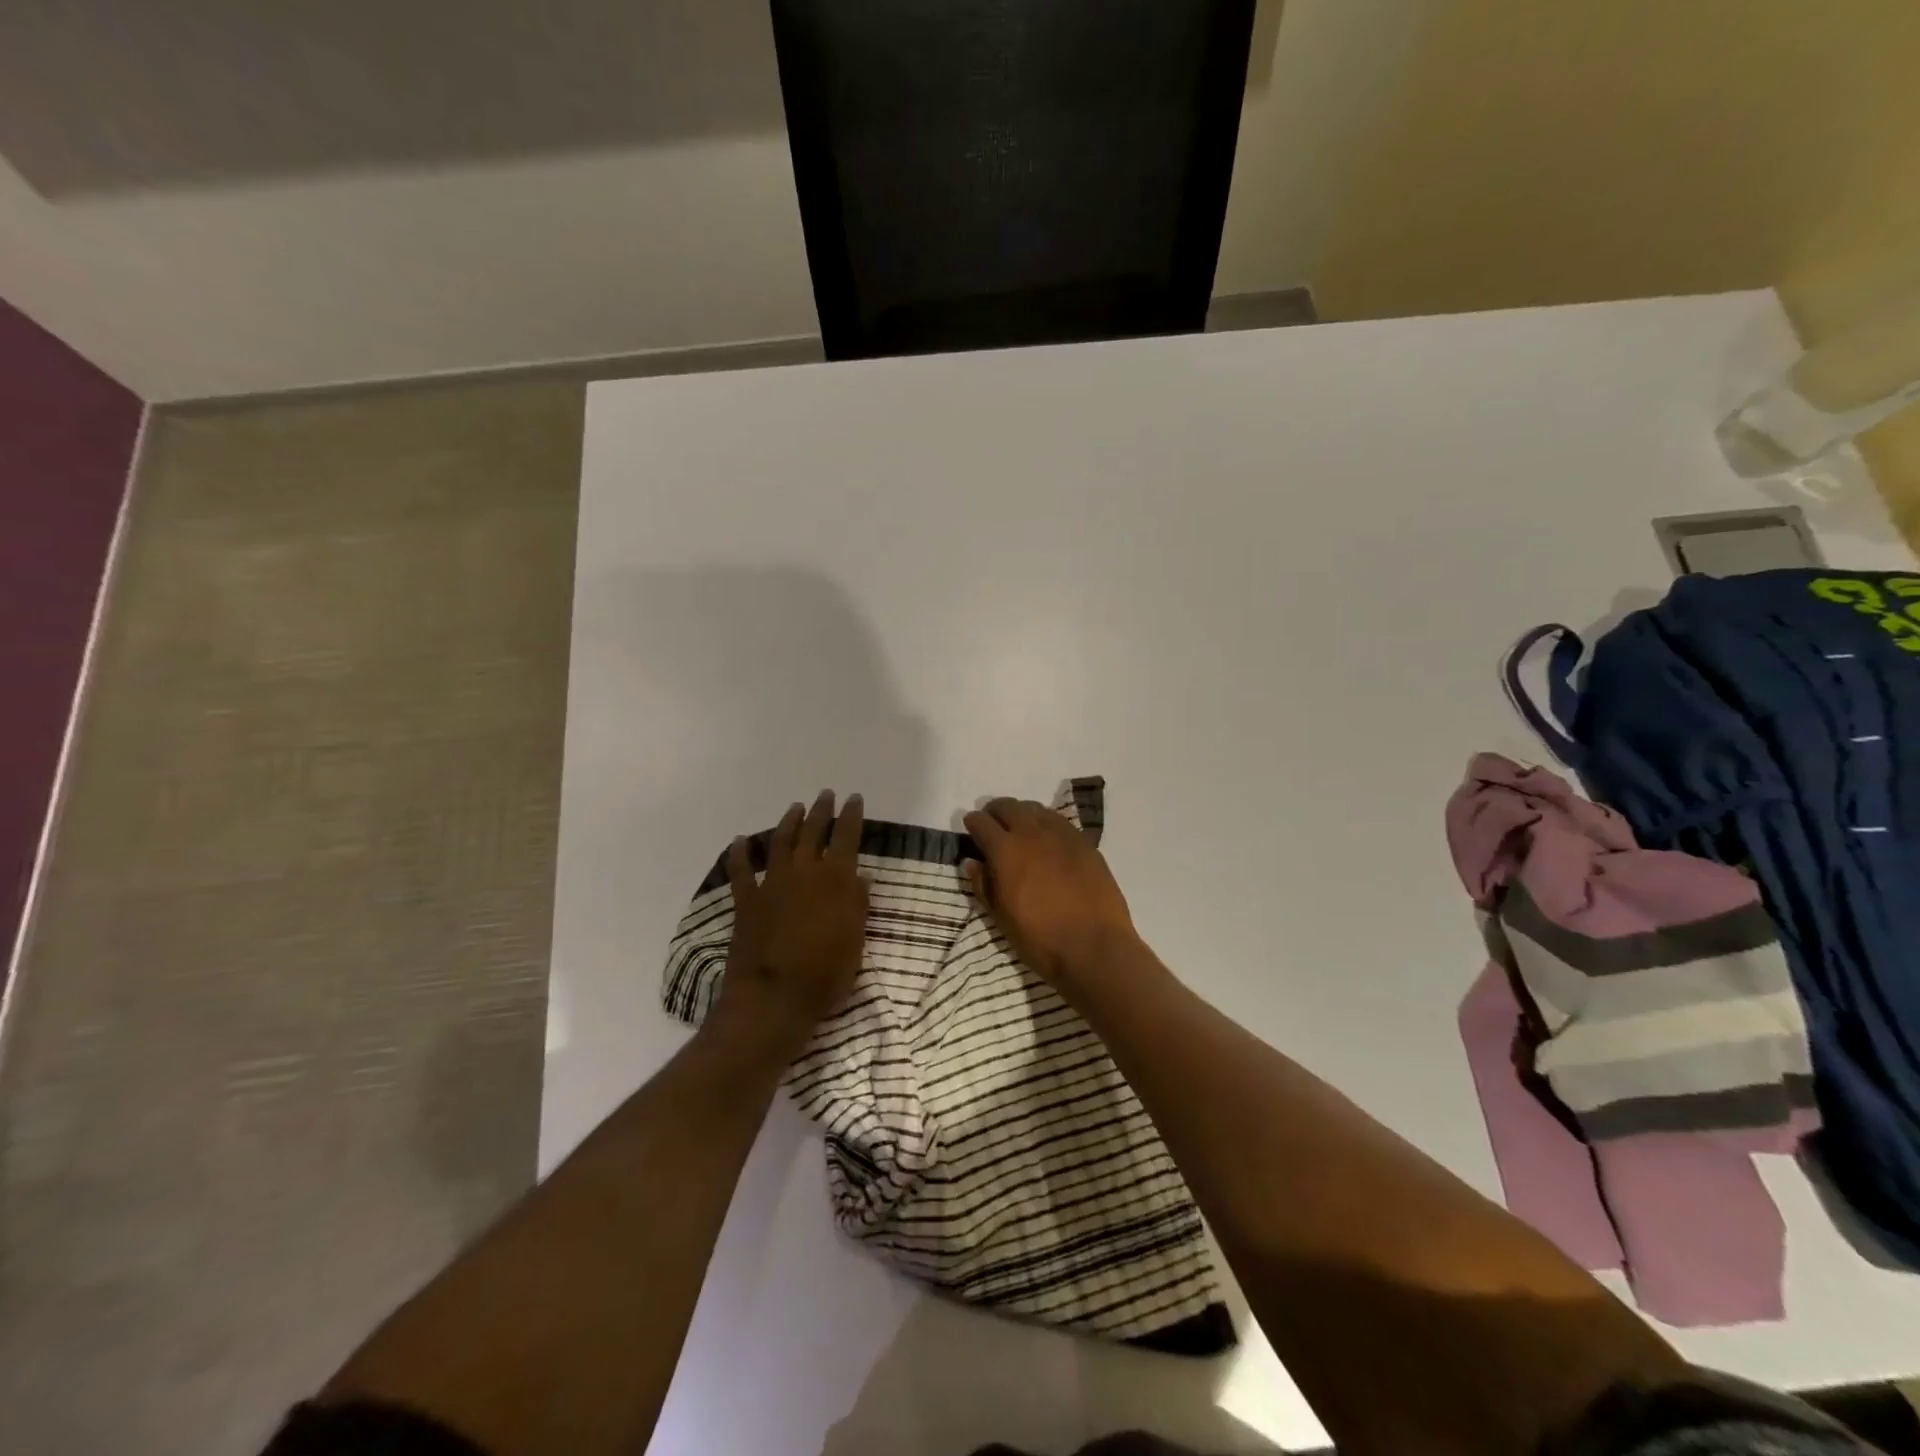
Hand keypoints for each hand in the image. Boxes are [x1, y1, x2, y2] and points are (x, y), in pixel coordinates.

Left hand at [711, 790, 868, 1055]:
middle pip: (814, 832)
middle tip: (826, 794)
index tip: (854, 798)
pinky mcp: (746, 901)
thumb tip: (860, 878)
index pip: (847, 838)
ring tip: (795, 808)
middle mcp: (804, 873)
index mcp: (835, 881)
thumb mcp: (855, 942)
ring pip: (780, 843)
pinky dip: (739, 853)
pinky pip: (740, 870)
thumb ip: (857, 906)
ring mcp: (772, 884)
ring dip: (788, 823)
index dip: (851, 816)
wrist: (773, 998)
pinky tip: (739, 841)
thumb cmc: (825, 974)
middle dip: (822, 811)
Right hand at [961, 797, 1136, 993]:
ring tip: (1019, 829)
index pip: (981, 822)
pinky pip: (1058, 821)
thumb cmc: (1040, 938)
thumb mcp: (1001, 917)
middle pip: (1008, 806)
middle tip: (992, 825)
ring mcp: (1062, 834)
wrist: (1094, 947)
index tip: (971, 829)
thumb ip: (983, 885)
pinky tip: (1046, 838)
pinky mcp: (1085, 841)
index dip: (973, 823)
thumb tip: (972, 862)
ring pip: (1035, 809)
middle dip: (995, 812)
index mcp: (1006, 850)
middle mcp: (1032, 832)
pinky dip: (1045, 822)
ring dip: (1021, 814)